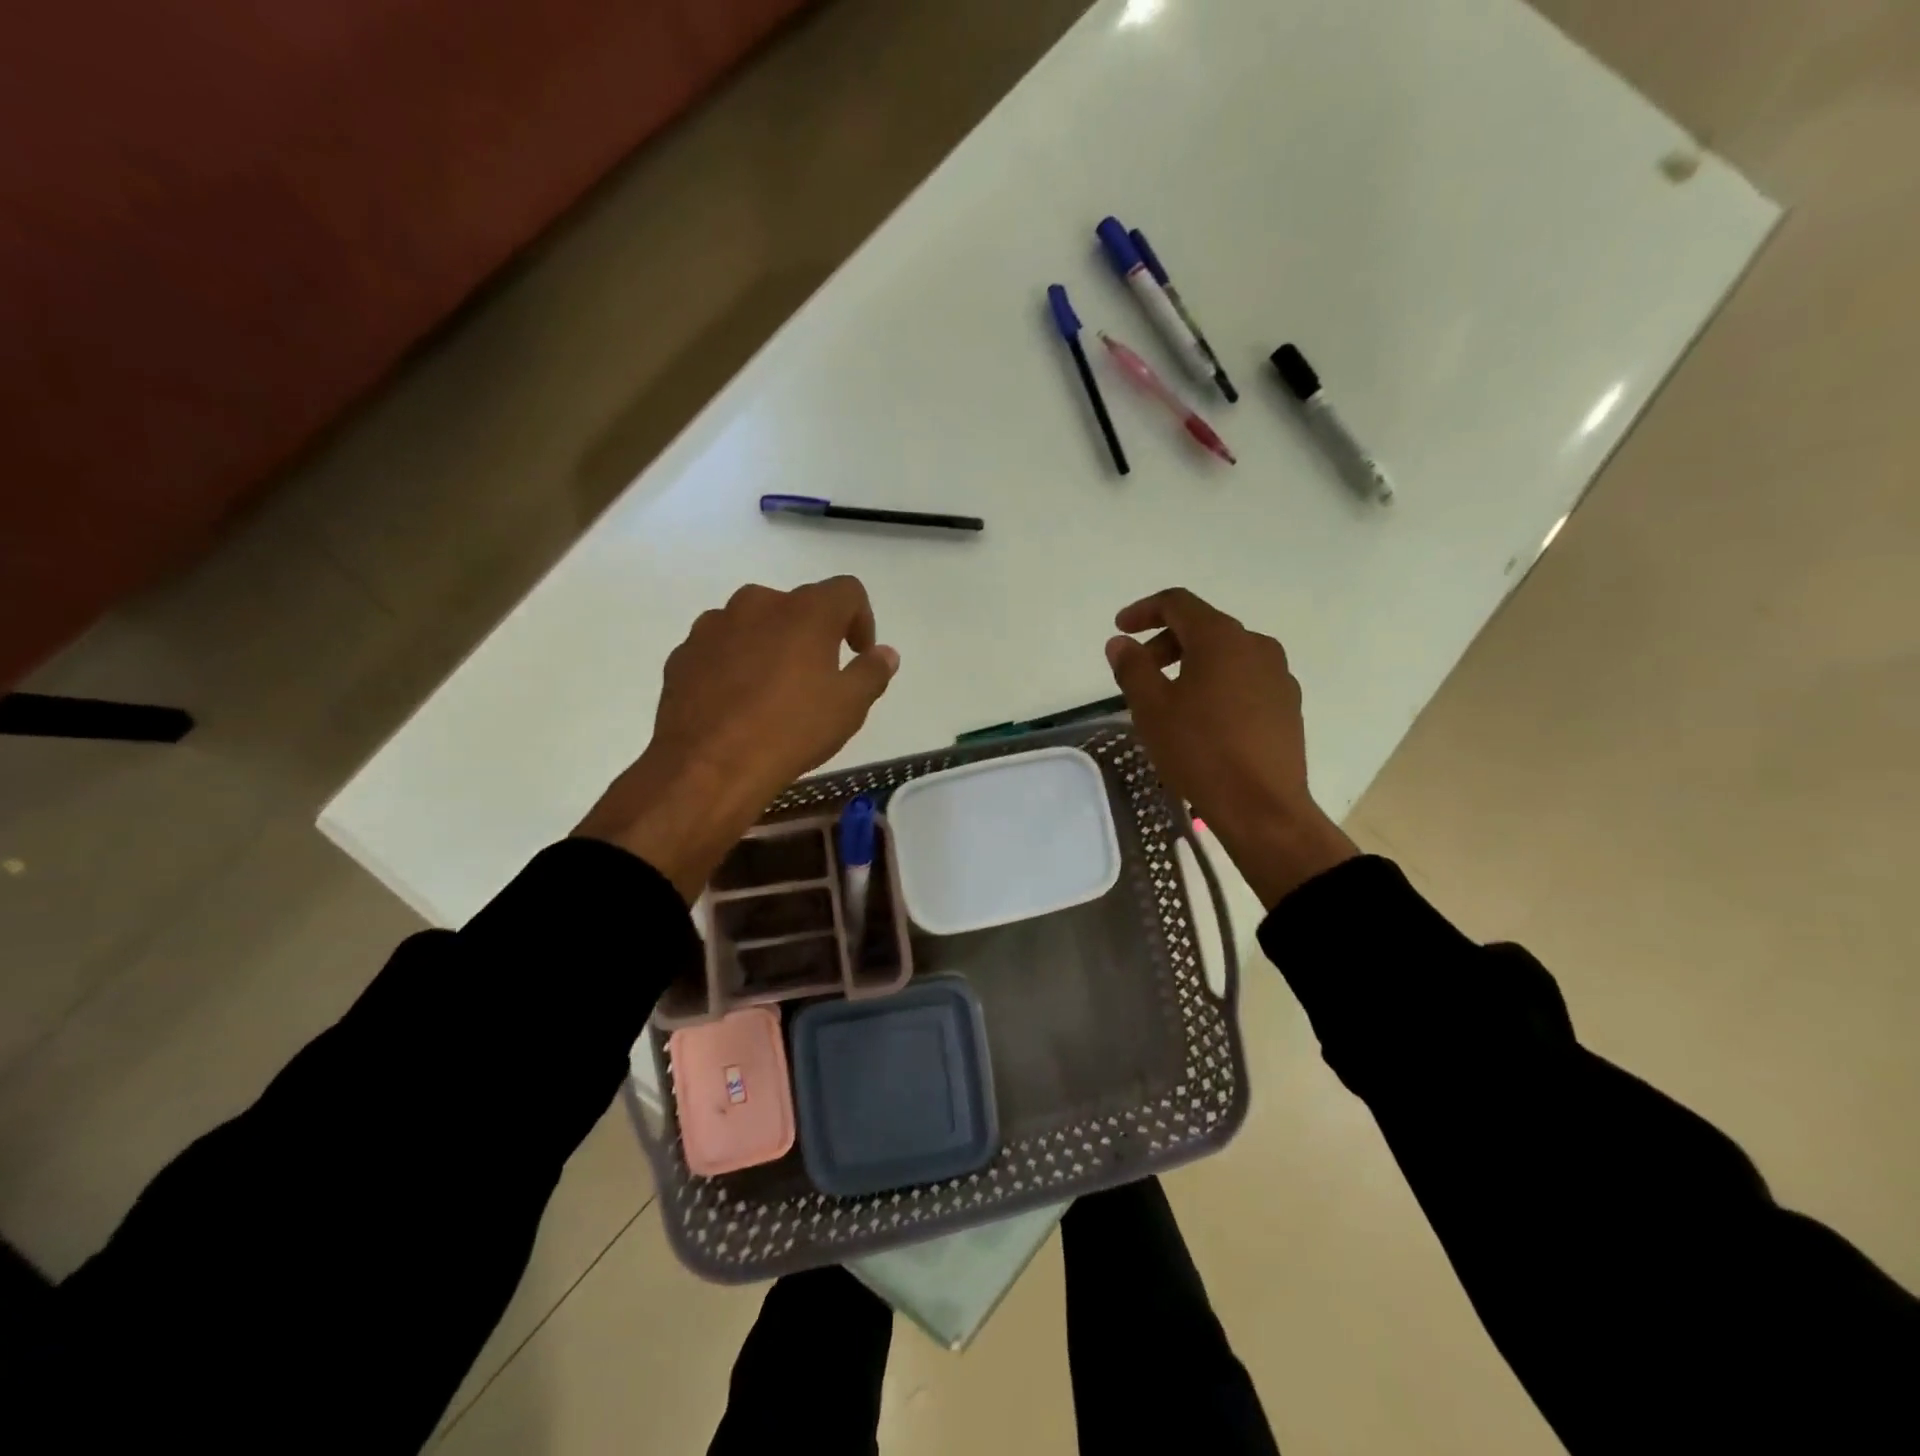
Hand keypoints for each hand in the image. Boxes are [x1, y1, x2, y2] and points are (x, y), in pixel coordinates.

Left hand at [576, 577, 898, 898]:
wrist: (708, 766)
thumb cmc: (791, 730)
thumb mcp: (849, 706)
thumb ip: (872, 672)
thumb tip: (885, 653)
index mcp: (806, 610)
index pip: (847, 591)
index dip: (861, 619)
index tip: (858, 654)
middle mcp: (758, 603)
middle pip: (797, 606)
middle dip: (813, 634)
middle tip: (818, 677)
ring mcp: (714, 625)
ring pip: (755, 625)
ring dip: (771, 646)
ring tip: (774, 692)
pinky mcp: (684, 652)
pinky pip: (721, 648)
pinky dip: (735, 664)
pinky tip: (738, 704)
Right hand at [1105, 588, 1356, 908]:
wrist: (1263, 807)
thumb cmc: (1199, 751)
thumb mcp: (1151, 709)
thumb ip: (1132, 667)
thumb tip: (1121, 643)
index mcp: (1221, 638)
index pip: (1178, 603)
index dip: (1144, 610)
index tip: (1120, 629)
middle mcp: (1256, 646)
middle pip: (1203, 628)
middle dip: (1165, 642)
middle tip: (1139, 671)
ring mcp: (1278, 675)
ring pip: (1226, 655)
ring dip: (1192, 664)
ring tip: (1170, 699)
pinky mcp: (1287, 705)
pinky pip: (1245, 680)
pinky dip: (1218, 685)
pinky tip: (1204, 720)